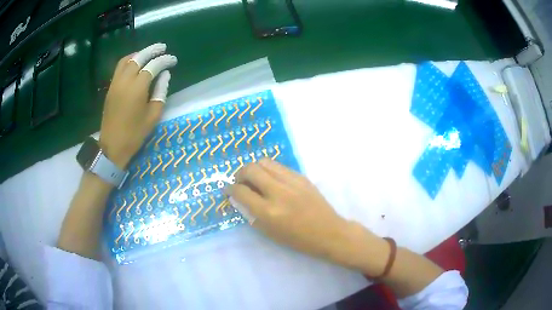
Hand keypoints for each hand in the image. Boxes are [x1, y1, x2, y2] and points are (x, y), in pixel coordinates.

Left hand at [99, 43, 177, 167]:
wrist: (112, 146)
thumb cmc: (135, 134)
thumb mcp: (153, 116)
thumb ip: (160, 92)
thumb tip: (165, 75)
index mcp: (138, 88)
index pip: (153, 66)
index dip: (164, 61)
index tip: (173, 60)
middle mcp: (125, 80)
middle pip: (139, 57)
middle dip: (152, 50)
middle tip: (162, 47)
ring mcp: (115, 83)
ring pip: (127, 60)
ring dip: (139, 53)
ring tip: (148, 53)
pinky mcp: (110, 88)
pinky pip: (119, 67)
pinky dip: (129, 60)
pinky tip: (134, 63)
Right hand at [226, 159, 376, 266]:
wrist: (328, 232)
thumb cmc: (298, 239)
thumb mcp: (270, 232)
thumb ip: (251, 213)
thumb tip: (239, 197)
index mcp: (268, 212)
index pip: (241, 192)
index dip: (230, 189)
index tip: (228, 190)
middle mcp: (278, 192)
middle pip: (250, 169)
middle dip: (239, 174)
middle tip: (240, 182)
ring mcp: (291, 181)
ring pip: (264, 162)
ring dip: (254, 168)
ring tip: (254, 178)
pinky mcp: (301, 176)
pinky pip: (279, 166)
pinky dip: (269, 170)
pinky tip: (270, 179)